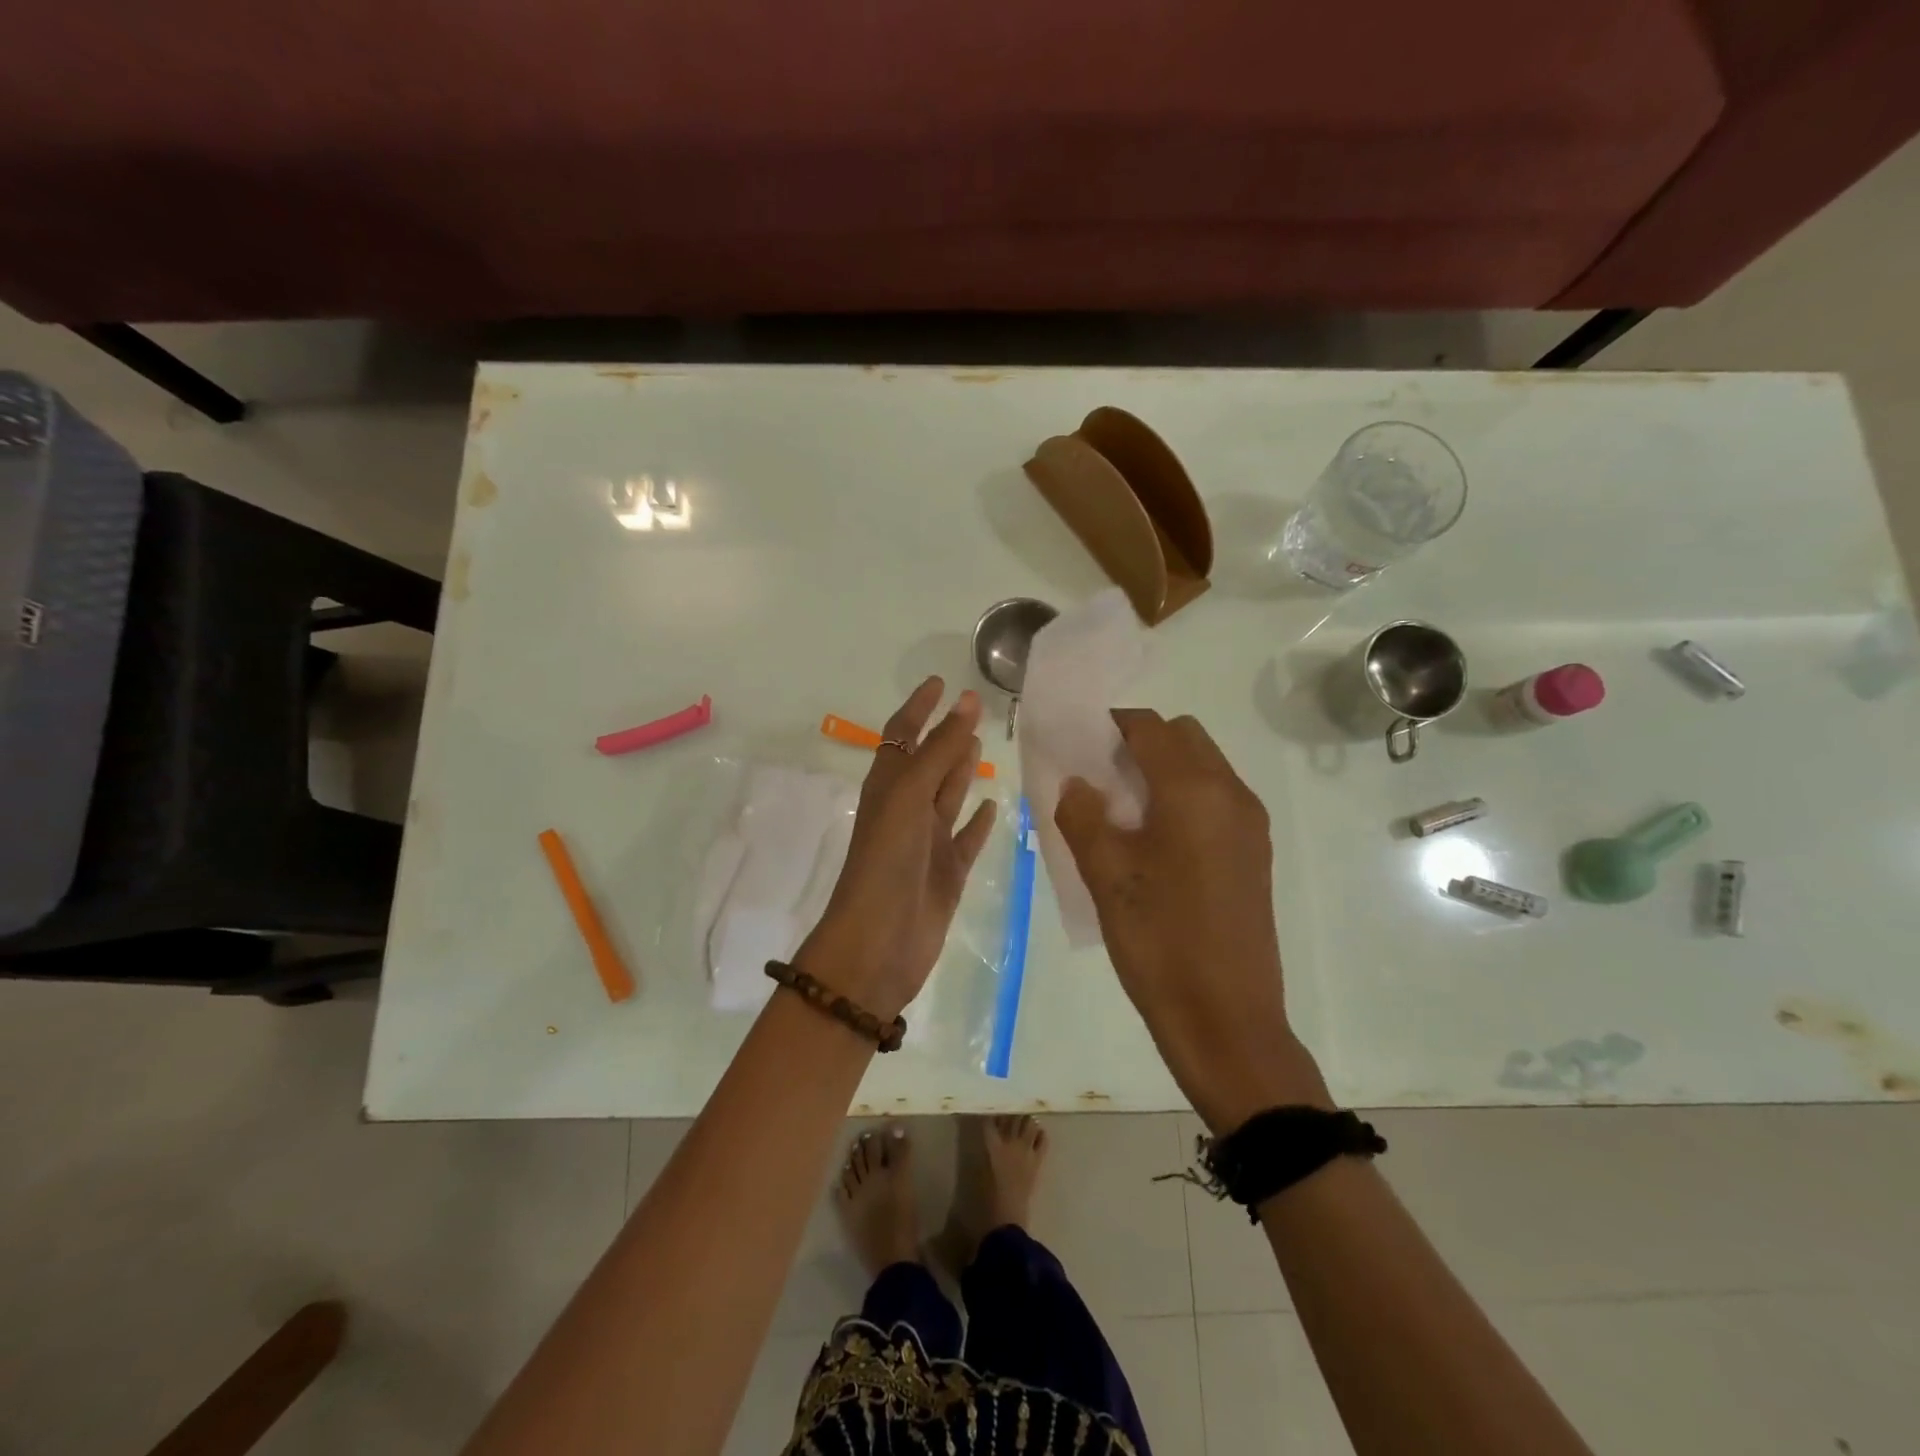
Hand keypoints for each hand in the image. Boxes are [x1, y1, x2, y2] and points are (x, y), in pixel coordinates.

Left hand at [796, 678, 998, 1019]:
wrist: (879, 942)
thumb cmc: (887, 861)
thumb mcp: (909, 796)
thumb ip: (939, 751)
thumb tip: (965, 702)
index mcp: (887, 788)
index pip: (901, 736)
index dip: (918, 708)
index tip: (940, 682)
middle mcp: (906, 810)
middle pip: (928, 762)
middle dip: (946, 735)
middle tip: (973, 707)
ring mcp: (928, 842)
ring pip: (948, 796)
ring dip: (962, 770)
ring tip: (982, 744)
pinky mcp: (948, 872)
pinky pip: (966, 838)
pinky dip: (978, 821)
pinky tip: (994, 805)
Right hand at [1054, 710, 1329, 1130]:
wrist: (1226, 1018)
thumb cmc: (1159, 940)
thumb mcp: (1105, 874)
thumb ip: (1082, 815)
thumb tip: (1076, 785)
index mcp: (1194, 790)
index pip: (1150, 727)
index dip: (1110, 724)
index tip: (1077, 742)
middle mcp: (1231, 793)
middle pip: (1183, 737)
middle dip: (1140, 742)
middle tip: (1099, 777)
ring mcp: (1250, 823)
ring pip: (1203, 765)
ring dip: (1163, 769)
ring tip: (1121, 810)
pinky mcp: (1254, 852)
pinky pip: (1216, 798)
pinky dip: (1183, 796)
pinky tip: (1153, 840)